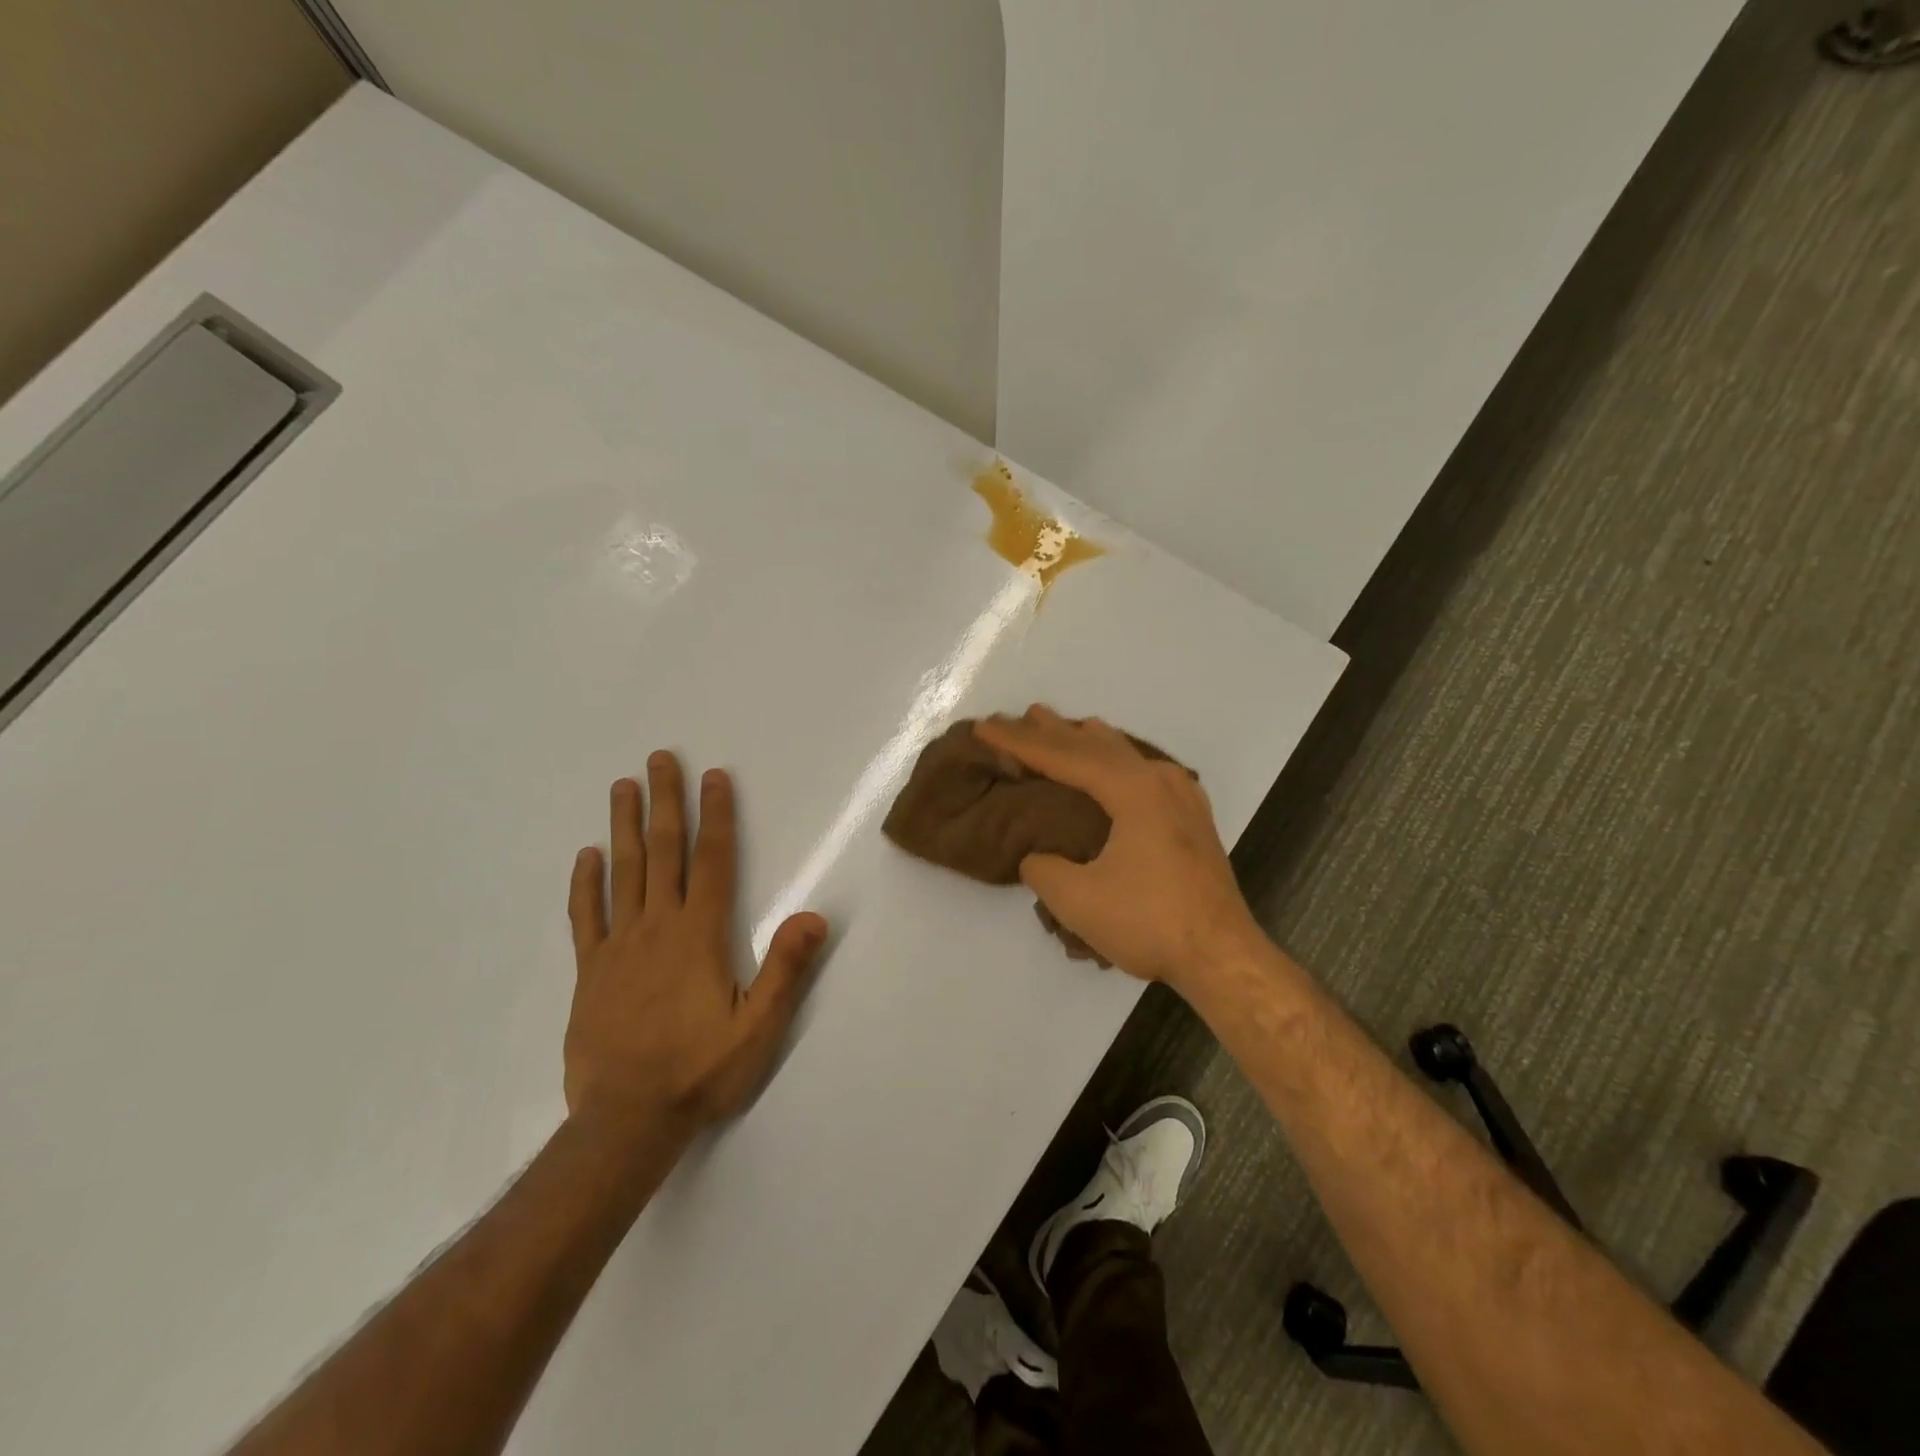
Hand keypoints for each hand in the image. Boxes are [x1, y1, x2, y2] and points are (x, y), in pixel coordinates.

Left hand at [563, 752, 827, 1140]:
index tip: (712, 777)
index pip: (712, 861)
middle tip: (658, 759)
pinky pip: (586, 917)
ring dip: (622, 826)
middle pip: (661, 852)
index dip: (715, 817)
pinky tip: (585, 856)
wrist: (626, 1121)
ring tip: (622, 786)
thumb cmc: (700, 1071)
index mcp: (699, 935)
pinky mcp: (591, 971)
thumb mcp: (758, 1028)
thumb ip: (785, 969)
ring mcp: (618, 947)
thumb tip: (814, 916)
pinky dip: (585, 884)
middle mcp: (657, 928)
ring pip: (621, 873)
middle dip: (663, 802)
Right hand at [973, 707, 1261, 991]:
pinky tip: (1110, 763)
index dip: (1019, 742)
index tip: (985, 726)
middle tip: (1018, 716)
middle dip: (1052, 732)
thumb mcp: (1076, 899)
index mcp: (1132, 789)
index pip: (1064, 756)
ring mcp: (1181, 795)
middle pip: (1094, 745)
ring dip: (1084, 742)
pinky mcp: (1190, 816)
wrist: (1223, 955)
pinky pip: (1142, 770)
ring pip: (1123, 753)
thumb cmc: (1149, 922)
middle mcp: (1158, 779)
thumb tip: (1038, 855)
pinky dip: (1112, 760)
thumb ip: (1043, 867)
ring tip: (1058, 728)